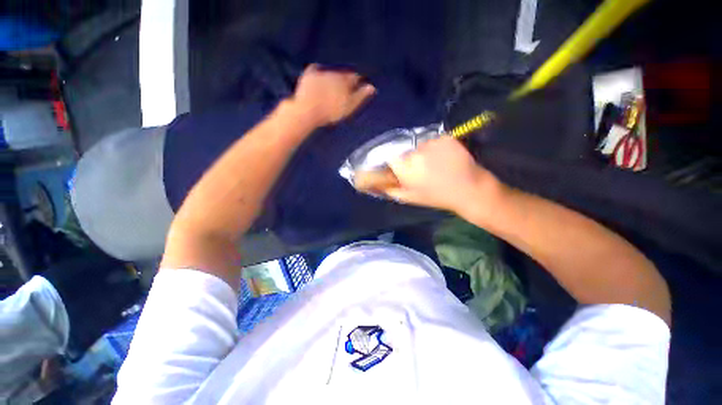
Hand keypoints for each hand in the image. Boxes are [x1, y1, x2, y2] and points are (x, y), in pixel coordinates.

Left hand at [290, 64, 375, 126]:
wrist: (308, 110)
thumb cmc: (331, 112)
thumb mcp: (349, 106)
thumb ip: (361, 96)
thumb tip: (372, 87)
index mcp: (345, 81)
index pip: (356, 77)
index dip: (359, 82)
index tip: (360, 86)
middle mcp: (334, 73)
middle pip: (343, 73)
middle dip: (346, 79)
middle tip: (346, 88)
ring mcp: (321, 73)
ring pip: (331, 71)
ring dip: (334, 76)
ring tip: (334, 86)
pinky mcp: (309, 75)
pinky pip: (315, 69)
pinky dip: (318, 71)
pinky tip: (319, 75)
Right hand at [385, 137, 504, 216]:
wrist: (468, 189)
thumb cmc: (436, 196)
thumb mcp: (409, 198)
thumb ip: (389, 189)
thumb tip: (373, 184)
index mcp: (405, 169)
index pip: (390, 157)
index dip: (395, 163)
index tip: (401, 169)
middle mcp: (415, 152)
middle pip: (405, 151)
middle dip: (409, 159)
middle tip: (421, 169)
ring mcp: (431, 143)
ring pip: (419, 145)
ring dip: (423, 153)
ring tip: (435, 164)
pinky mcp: (444, 137)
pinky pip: (433, 140)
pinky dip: (436, 147)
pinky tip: (444, 157)